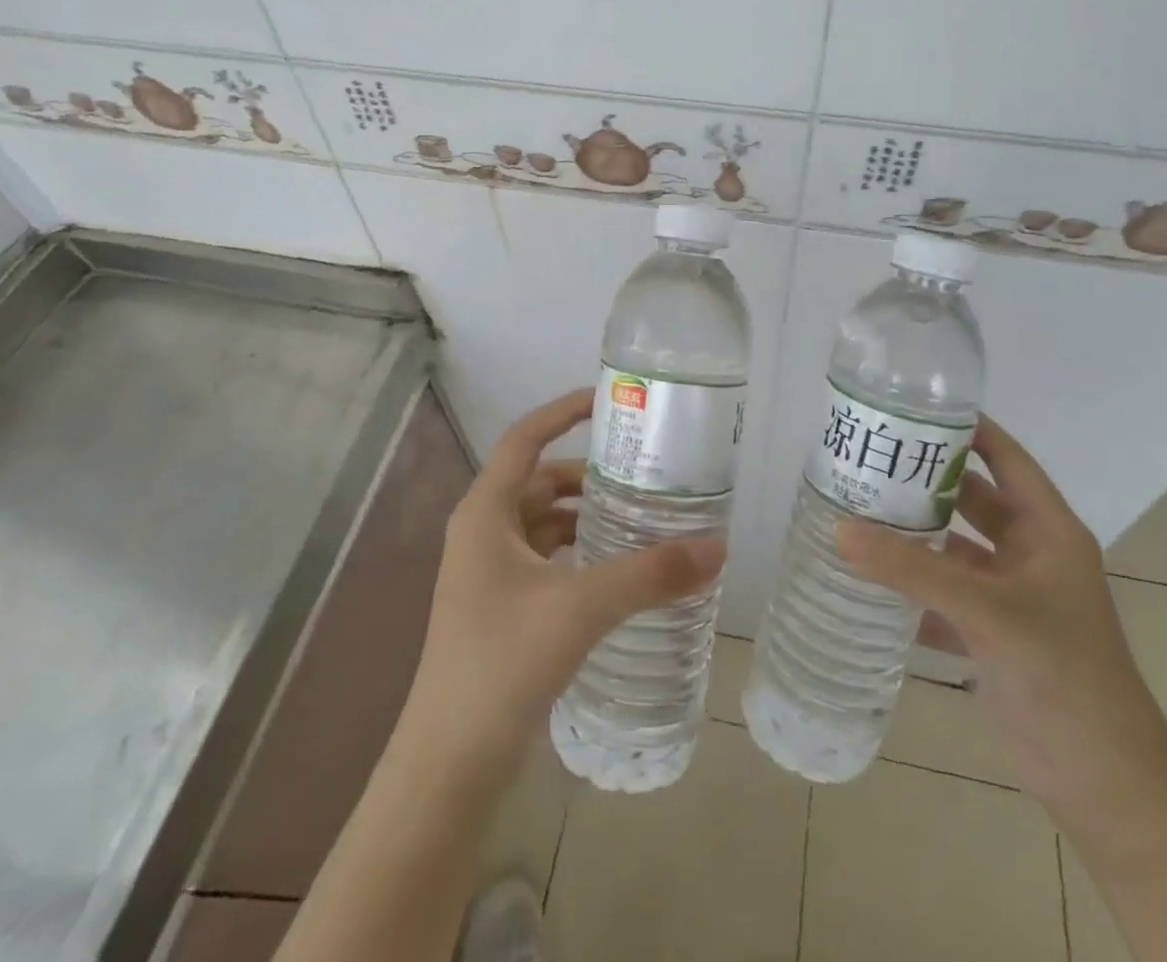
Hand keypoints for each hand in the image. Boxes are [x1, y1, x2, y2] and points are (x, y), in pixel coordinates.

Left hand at [397, 388, 725, 786]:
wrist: (448, 766)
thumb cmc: (502, 664)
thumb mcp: (581, 608)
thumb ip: (650, 575)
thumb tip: (718, 547)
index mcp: (485, 513)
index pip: (524, 438)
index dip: (562, 411)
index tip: (609, 400)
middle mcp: (483, 533)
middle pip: (540, 481)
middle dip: (589, 474)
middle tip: (644, 471)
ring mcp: (489, 573)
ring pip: (545, 523)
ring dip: (587, 516)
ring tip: (642, 516)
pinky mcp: (502, 608)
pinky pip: (546, 559)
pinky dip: (580, 553)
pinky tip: (618, 569)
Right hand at [837, 416, 1166, 828]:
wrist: (1104, 785)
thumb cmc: (1063, 676)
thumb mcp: (988, 613)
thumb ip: (913, 571)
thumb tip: (840, 529)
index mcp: (1047, 532)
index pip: (1006, 459)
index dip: (968, 429)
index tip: (913, 408)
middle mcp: (1029, 555)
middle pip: (972, 500)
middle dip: (924, 481)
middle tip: (867, 460)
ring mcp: (1009, 597)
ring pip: (953, 550)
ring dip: (913, 536)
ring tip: (856, 510)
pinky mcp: (991, 635)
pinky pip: (942, 595)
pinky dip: (909, 587)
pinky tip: (865, 578)